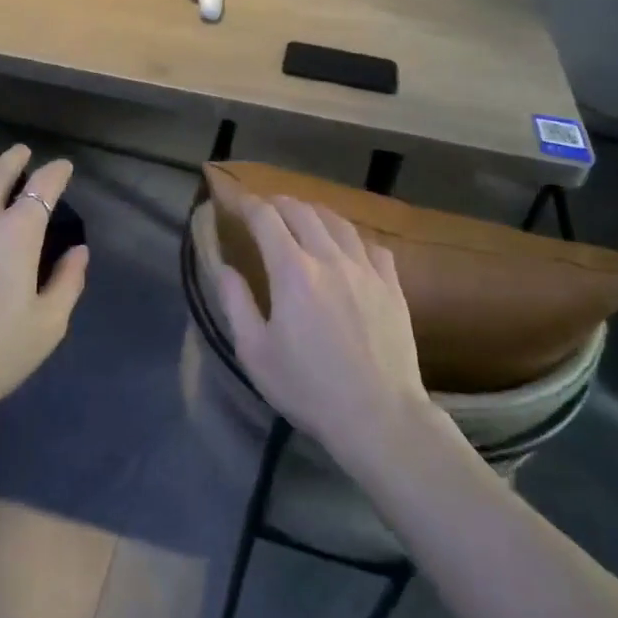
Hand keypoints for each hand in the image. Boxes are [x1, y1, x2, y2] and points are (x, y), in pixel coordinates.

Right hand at [215, 194, 434, 469]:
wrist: (379, 415)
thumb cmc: (308, 388)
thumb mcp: (255, 352)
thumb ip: (236, 302)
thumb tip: (225, 267)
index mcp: (293, 271)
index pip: (266, 218)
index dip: (246, 204)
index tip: (234, 202)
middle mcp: (331, 258)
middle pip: (303, 211)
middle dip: (278, 203)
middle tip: (264, 209)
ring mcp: (366, 269)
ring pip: (339, 222)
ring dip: (314, 213)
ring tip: (302, 218)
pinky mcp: (392, 285)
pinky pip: (371, 245)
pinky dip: (351, 236)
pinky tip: (347, 246)